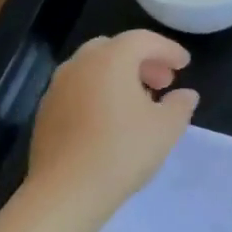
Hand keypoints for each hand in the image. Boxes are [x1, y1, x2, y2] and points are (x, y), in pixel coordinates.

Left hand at [27, 30, 198, 219]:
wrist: (66, 191)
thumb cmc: (122, 152)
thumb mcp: (165, 129)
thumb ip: (179, 105)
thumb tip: (186, 95)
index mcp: (110, 59)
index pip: (143, 40)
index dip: (167, 49)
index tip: (184, 65)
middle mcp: (80, 64)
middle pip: (113, 48)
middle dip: (141, 60)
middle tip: (162, 82)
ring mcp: (57, 87)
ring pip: (92, 69)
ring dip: (117, 76)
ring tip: (138, 102)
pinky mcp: (45, 112)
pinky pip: (77, 90)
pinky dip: (97, 93)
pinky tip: (109, 121)